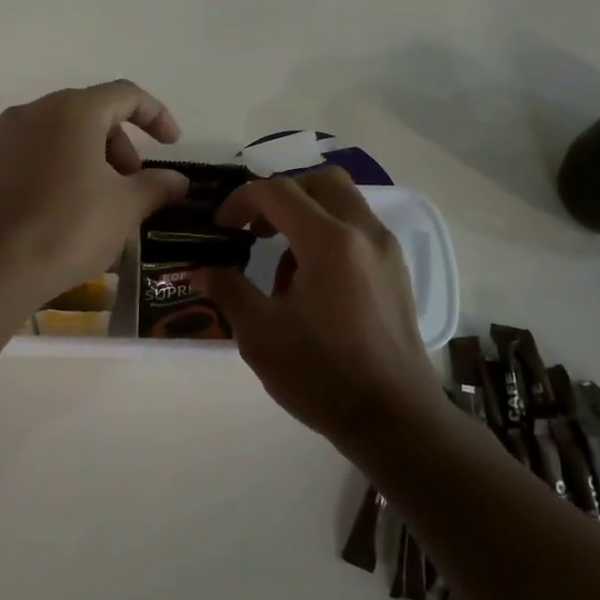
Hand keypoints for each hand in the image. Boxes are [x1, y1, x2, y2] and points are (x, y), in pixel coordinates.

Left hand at [0, 80, 189, 302]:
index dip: (156, 115)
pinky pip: (40, 153)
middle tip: (134, 185)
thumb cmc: (70, 227)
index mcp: (73, 110)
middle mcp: (36, 112)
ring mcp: (8, 138)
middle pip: (93, 113)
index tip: (172, 145)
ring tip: (106, 201)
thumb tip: (178, 181)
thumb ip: (156, 185)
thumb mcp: (126, 207)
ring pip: (64, 134)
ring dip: (95, 158)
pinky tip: (74, 208)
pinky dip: (65, 168)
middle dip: (122, 145)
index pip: (125, 95)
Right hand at [192, 169, 446, 448]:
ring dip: (306, 214)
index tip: (221, 227)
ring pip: (343, 202)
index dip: (241, 200)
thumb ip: (228, 291)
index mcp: (329, 241)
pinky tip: (311, 283)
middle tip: (255, 228)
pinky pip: (358, 229)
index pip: (278, 191)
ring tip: (281, 265)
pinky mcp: (396, 272)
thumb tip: (202, 269)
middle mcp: (364, 232)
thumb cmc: (322, 375)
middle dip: (280, 194)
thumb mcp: (260, 335)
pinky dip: (329, 234)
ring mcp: (386, 251)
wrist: (395, 418)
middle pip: (319, 181)